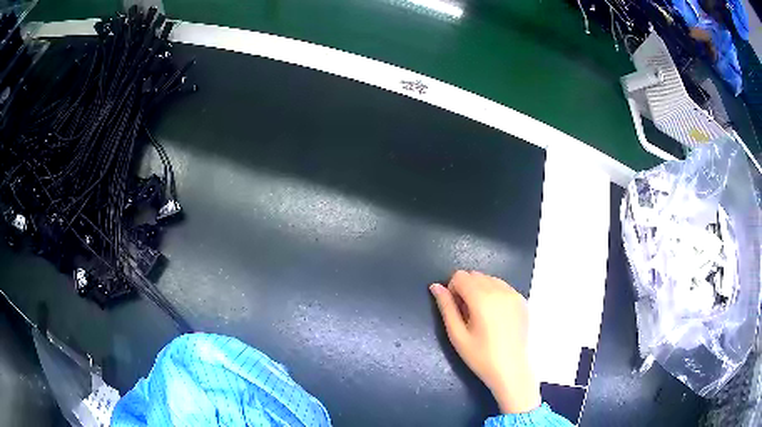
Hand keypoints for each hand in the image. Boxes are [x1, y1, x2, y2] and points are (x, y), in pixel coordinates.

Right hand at [430, 270, 540, 414]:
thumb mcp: (457, 335)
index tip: (456, 310)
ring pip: (489, 278)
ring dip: (481, 289)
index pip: (460, 276)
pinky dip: (495, 293)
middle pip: (475, 275)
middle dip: (466, 288)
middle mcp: (500, 290)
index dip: (453, 290)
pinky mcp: (522, 300)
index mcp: (482, 298)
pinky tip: (495, 315)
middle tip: (467, 314)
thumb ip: (446, 307)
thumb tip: (435, 286)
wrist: (510, 369)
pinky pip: (503, 286)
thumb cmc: (480, 356)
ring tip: (482, 315)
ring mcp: (514, 294)